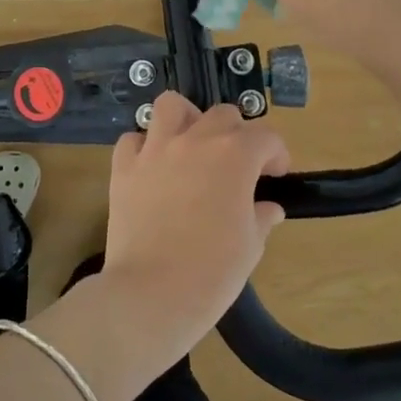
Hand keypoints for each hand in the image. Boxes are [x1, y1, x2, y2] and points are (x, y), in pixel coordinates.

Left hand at [101, 92, 289, 355]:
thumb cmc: (212, 273)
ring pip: (172, 106)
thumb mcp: (251, 246)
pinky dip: (144, 146)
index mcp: (235, 156)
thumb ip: (261, 217)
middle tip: (237, 166)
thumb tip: (268, 209)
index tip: (275, 175)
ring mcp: (155, 150)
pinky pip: (133, 139)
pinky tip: (153, 167)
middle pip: (223, 115)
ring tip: (192, 144)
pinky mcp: (124, 167)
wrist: (151, 294)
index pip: (266, 136)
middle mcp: (195, 141)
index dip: (276, 154)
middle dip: (237, 135)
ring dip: (187, 119)